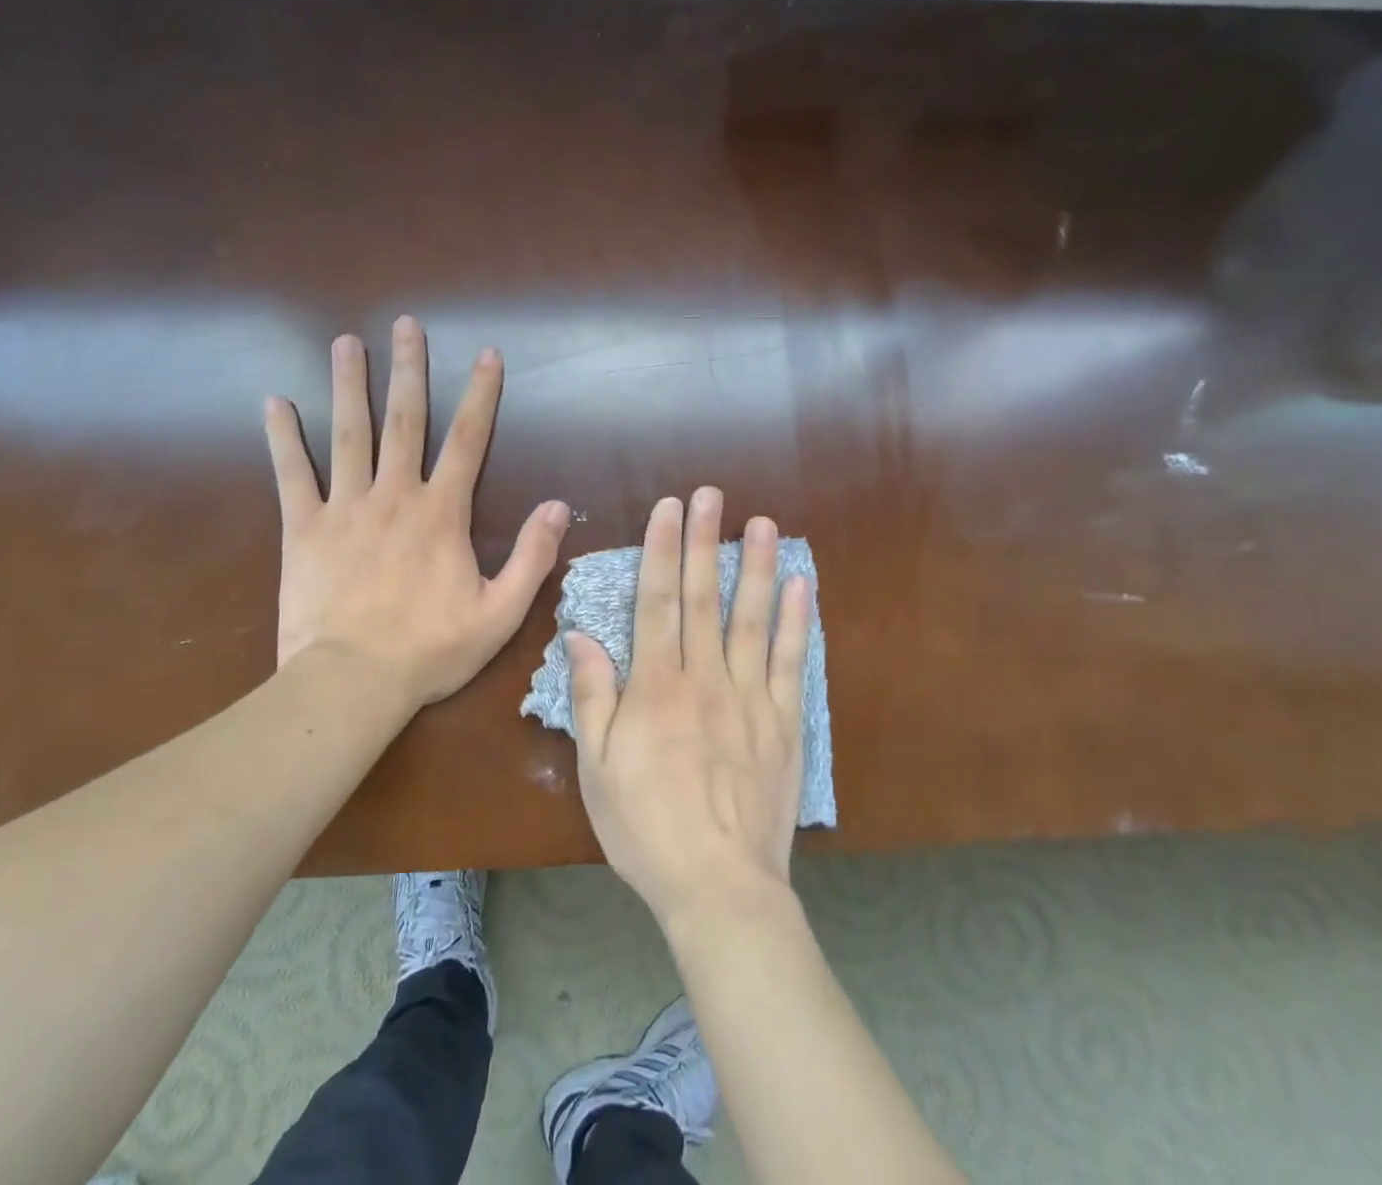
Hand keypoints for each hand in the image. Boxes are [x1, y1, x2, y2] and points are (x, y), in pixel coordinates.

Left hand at [267, 315, 570, 709]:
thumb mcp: (501, 613)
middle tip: (406, 324)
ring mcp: (345, 507)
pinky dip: (282, 437)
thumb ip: (533, 557)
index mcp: (442, 513)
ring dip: (349, 385)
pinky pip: (291, 474)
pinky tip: (274, 402)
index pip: (468, 439)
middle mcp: (395, 495)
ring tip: (346, 342)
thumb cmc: (430, 650)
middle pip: (404, 420)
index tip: (487, 354)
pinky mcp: (303, 529)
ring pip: (348, 434)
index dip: (481, 394)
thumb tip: (559, 506)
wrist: (351, 682)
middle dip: (408, 369)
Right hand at [568, 487, 811, 927]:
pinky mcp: (784, 723)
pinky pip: (791, 663)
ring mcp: (750, 698)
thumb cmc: (645, 826)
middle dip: (704, 540)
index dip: (662, 550)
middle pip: (704, 597)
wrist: (718, 886)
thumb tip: (580, 635)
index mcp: (656, 687)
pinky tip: (801, 586)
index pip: (658, 602)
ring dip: (756, 567)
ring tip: (762, 522)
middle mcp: (704, 678)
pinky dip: (796, 622)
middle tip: (710, 494)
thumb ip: (592, 695)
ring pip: (752, 619)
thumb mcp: (596, 766)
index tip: (667, 508)